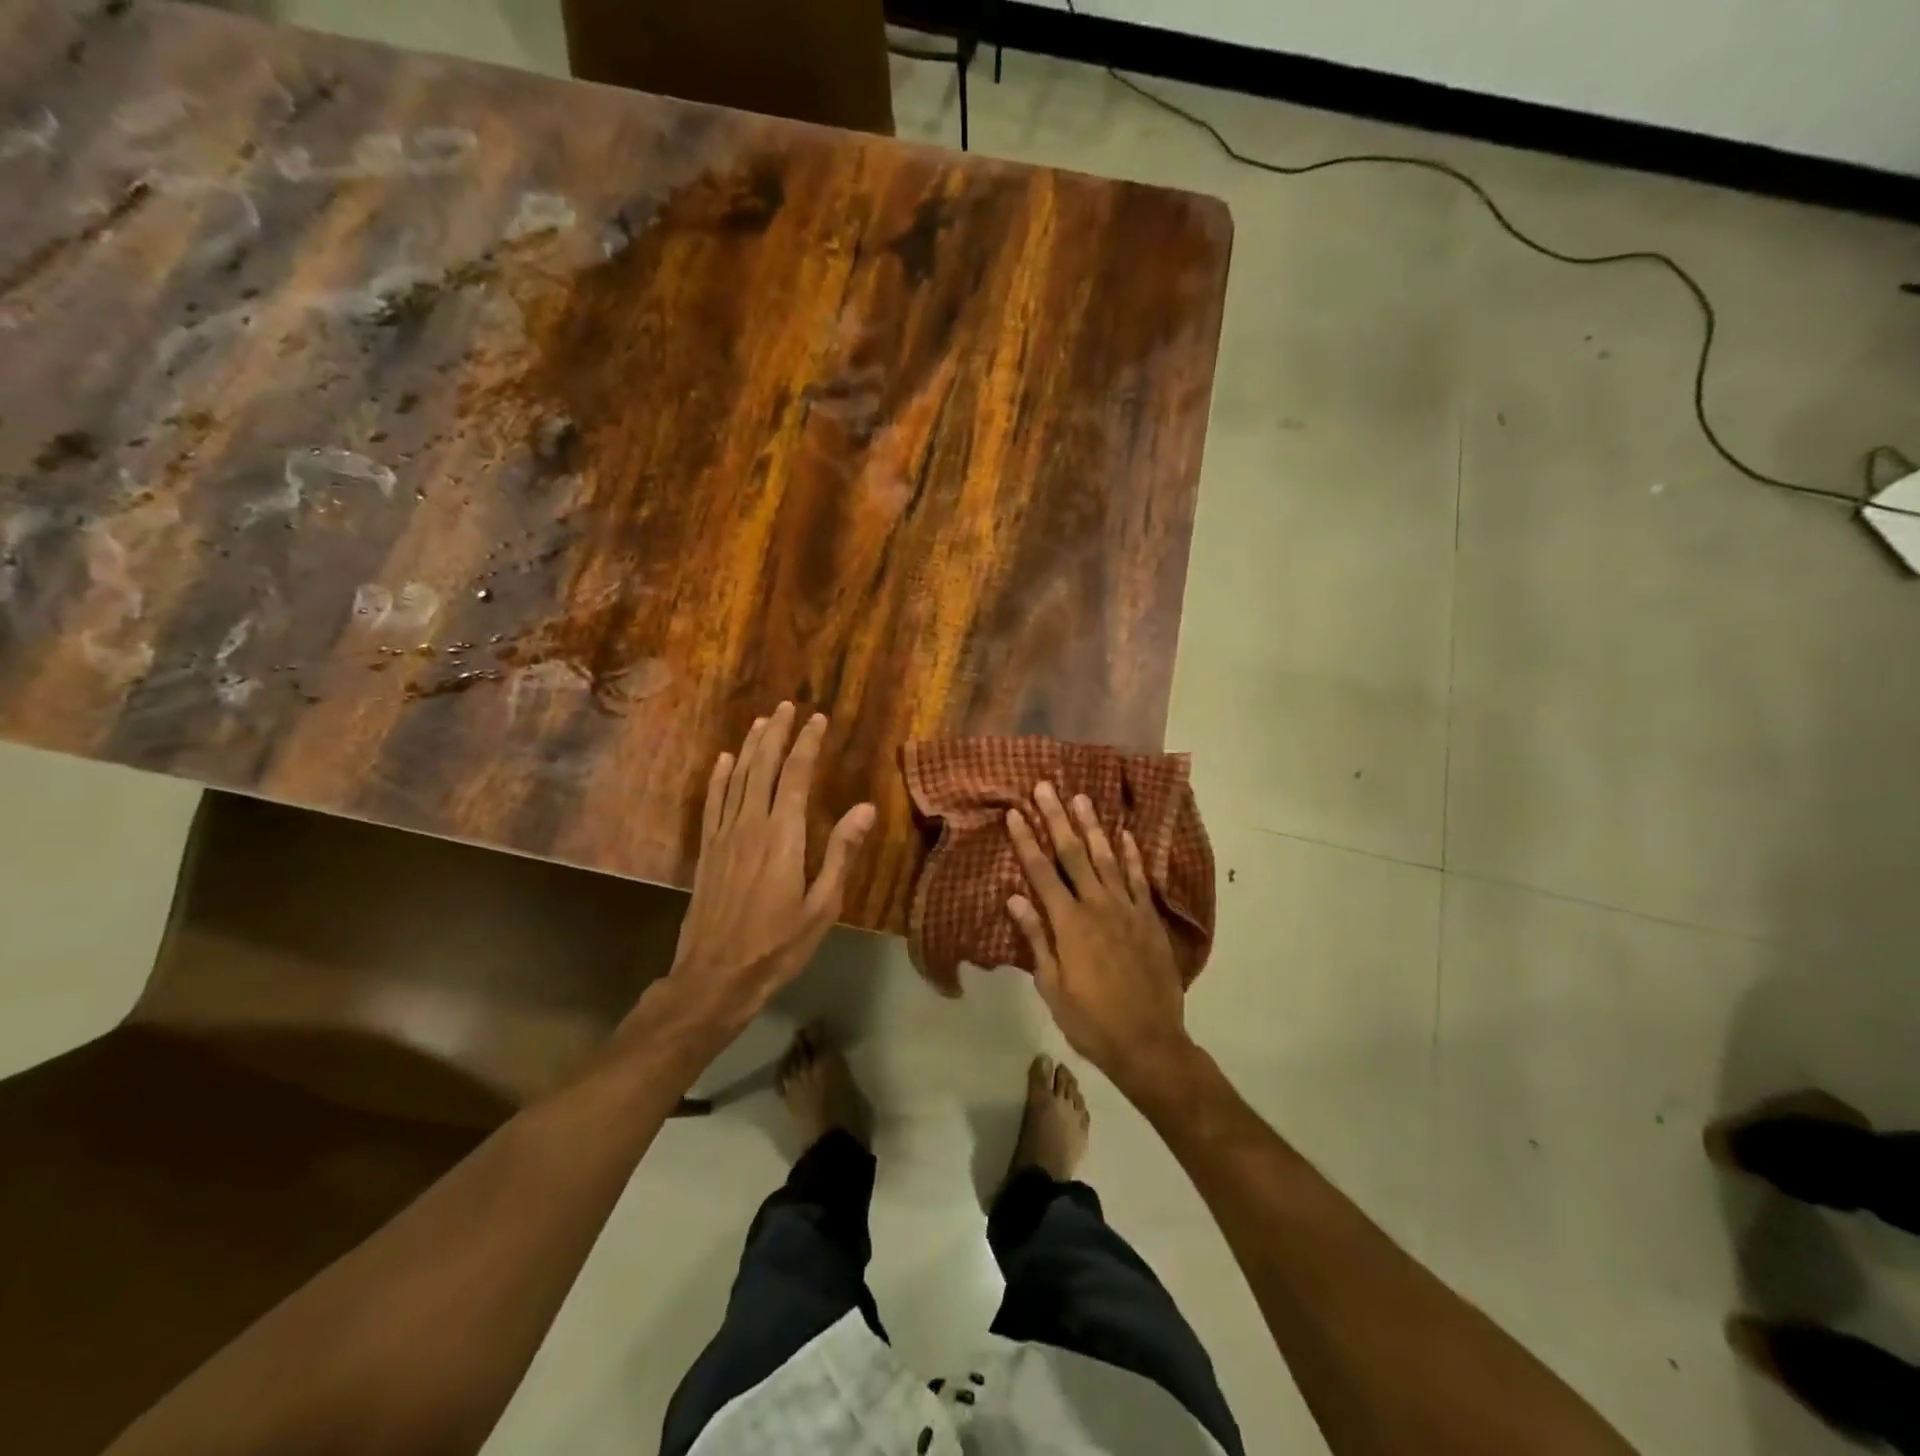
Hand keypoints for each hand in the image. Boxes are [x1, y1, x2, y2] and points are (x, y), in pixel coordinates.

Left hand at [651, 703, 874, 1046]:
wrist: (715, 976)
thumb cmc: (778, 945)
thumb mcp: (823, 906)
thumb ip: (841, 853)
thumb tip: (865, 808)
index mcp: (783, 836)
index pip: (796, 776)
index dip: (807, 744)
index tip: (817, 719)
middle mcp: (751, 825)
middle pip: (764, 768)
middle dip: (777, 734)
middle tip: (787, 707)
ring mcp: (724, 837)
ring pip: (737, 779)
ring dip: (750, 748)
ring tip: (762, 722)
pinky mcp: (708, 851)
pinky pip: (713, 803)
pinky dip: (719, 778)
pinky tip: (723, 761)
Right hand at [1006, 781, 1195, 1098]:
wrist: (1149, 1042)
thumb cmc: (1091, 1020)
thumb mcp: (1052, 986)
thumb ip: (1036, 938)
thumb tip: (1014, 898)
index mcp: (1069, 924)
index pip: (1041, 873)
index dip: (1027, 841)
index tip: (1014, 813)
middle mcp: (1097, 907)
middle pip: (1073, 855)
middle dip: (1056, 819)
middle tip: (1046, 787)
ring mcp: (1127, 910)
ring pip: (1107, 858)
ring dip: (1092, 827)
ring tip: (1081, 797)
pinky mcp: (1149, 919)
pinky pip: (1140, 879)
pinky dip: (1133, 854)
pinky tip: (1125, 833)